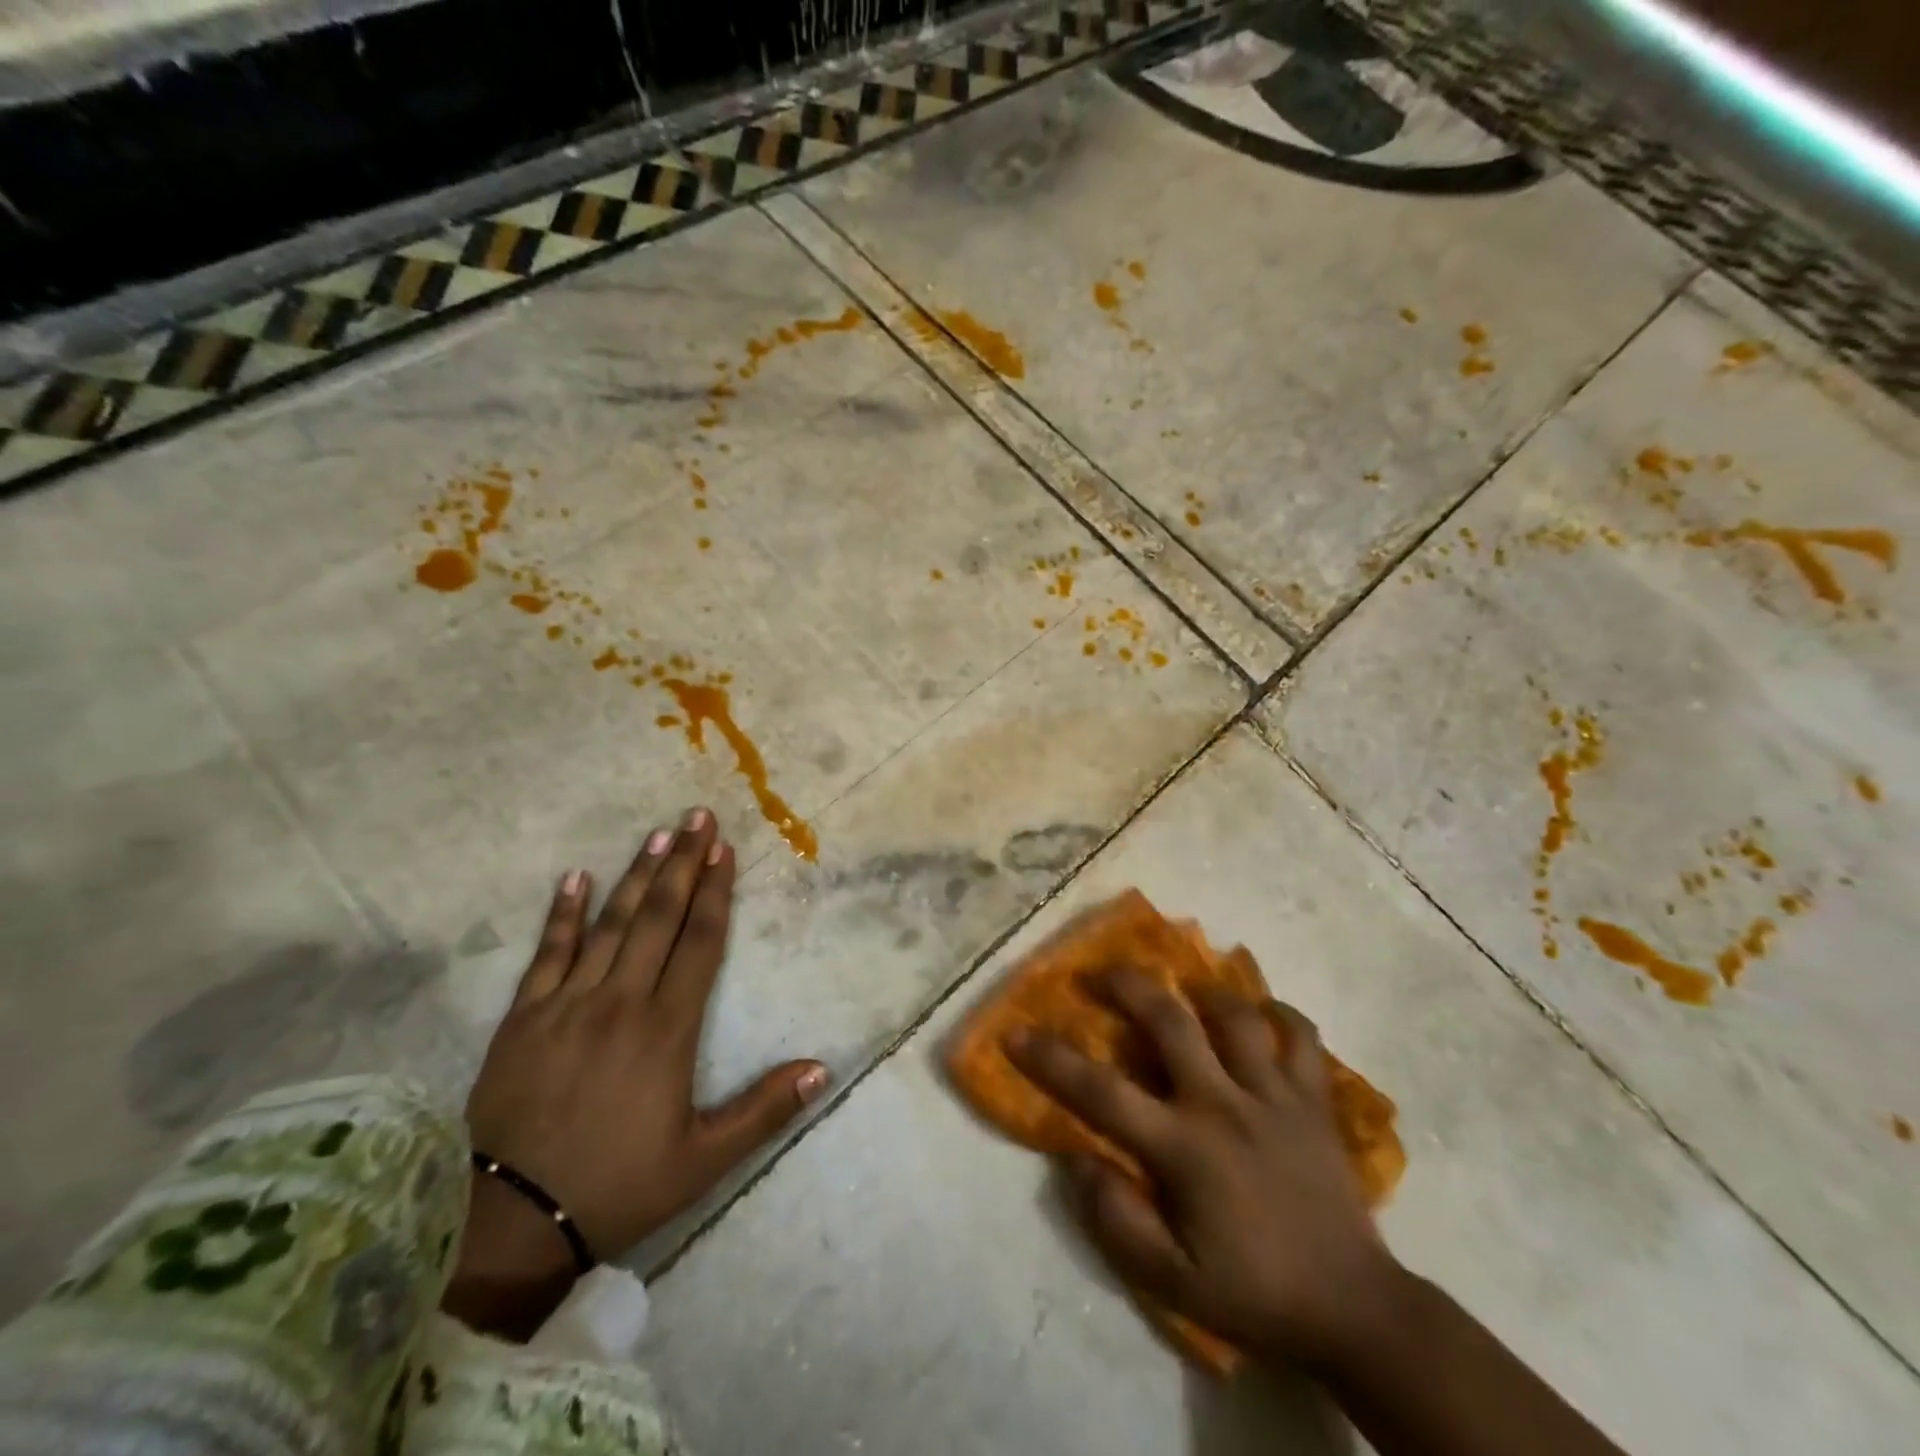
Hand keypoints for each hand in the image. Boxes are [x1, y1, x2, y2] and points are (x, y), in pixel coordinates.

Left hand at [444, 809, 828, 1339]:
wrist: (512, 1225)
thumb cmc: (619, 1186)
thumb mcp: (704, 1160)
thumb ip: (765, 1111)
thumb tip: (822, 1069)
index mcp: (666, 1028)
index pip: (700, 942)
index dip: (716, 893)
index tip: (725, 851)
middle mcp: (621, 1001)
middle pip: (658, 917)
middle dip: (683, 864)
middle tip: (698, 817)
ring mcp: (567, 1004)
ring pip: (610, 924)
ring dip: (637, 875)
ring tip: (659, 835)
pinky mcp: (523, 1018)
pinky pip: (547, 953)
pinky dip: (562, 913)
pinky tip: (575, 877)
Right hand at [1006, 970, 1399, 1371]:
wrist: (1355, 1312)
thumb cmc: (1255, 1293)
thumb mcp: (1172, 1282)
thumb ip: (1116, 1220)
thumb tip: (1075, 1155)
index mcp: (1184, 1147)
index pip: (1101, 1091)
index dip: (1051, 1058)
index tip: (1016, 1032)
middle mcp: (1224, 1103)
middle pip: (1169, 1019)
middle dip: (1126, 984)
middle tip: (1100, 973)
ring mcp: (1274, 1095)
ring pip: (1236, 1014)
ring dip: (1204, 991)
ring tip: (1184, 988)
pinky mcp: (1315, 1100)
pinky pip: (1301, 1037)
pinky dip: (1281, 1015)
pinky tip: (1262, 1013)